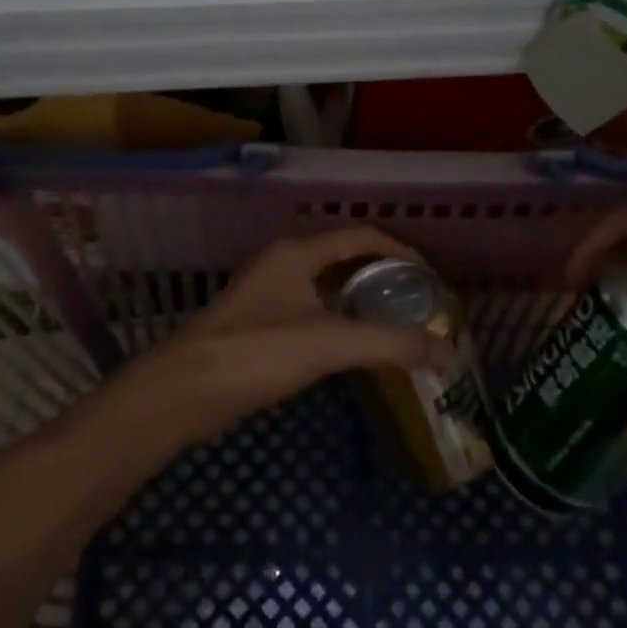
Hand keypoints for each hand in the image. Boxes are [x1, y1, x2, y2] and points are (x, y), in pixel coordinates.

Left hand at [110, 227, 458, 445]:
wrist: (182, 391)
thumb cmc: (255, 353)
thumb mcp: (327, 344)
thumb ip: (388, 344)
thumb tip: (444, 351)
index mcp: (297, 253)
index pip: (361, 237)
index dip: (400, 252)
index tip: (430, 279)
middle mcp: (283, 265)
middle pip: (344, 258)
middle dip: (383, 277)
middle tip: (417, 304)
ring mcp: (267, 295)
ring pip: (326, 287)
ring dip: (361, 301)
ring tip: (396, 325)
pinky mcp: (259, 325)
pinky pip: (311, 312)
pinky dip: (340, 322)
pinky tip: (355, 348)